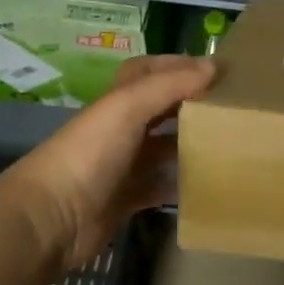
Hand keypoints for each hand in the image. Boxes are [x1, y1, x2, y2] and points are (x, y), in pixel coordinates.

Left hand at [0, 55, 215, 266]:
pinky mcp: (128, 198)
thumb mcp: (129, 107)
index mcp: (118, 99)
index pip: (149, 70)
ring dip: (192, 143)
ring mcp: (124, 164)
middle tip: (232, 106)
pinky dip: (183, 184)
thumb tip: (213, 66)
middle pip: (161, 107)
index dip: (179, 65)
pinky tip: (211, 182)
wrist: (51, 219)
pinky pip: (162, 186)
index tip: (218, 70)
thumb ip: (171, 84)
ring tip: (230, 142)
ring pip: (165, 147)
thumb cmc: (90, 153)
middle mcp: (121, 127)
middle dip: (192, 103)